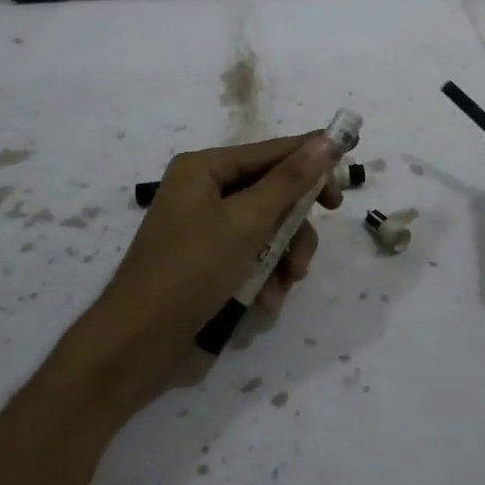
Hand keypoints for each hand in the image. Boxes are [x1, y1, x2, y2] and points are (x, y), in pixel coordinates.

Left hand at [63, 132, 342, 418]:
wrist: (137, 345)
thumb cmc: (190, 272)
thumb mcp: (246, 222)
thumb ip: (290, 180)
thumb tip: (328, 139)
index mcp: (204, 169)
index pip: (271, 152)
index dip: (312, 160)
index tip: (347, 176)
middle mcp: (204, 191)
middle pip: (272, 193)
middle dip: (295, 227)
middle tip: (312, 246)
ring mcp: (205, 229)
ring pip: (268, 229)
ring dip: (284, 258)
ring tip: (286, 286)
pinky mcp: (209, 262)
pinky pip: (252, 255)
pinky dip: (265, 275)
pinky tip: (268, 301)